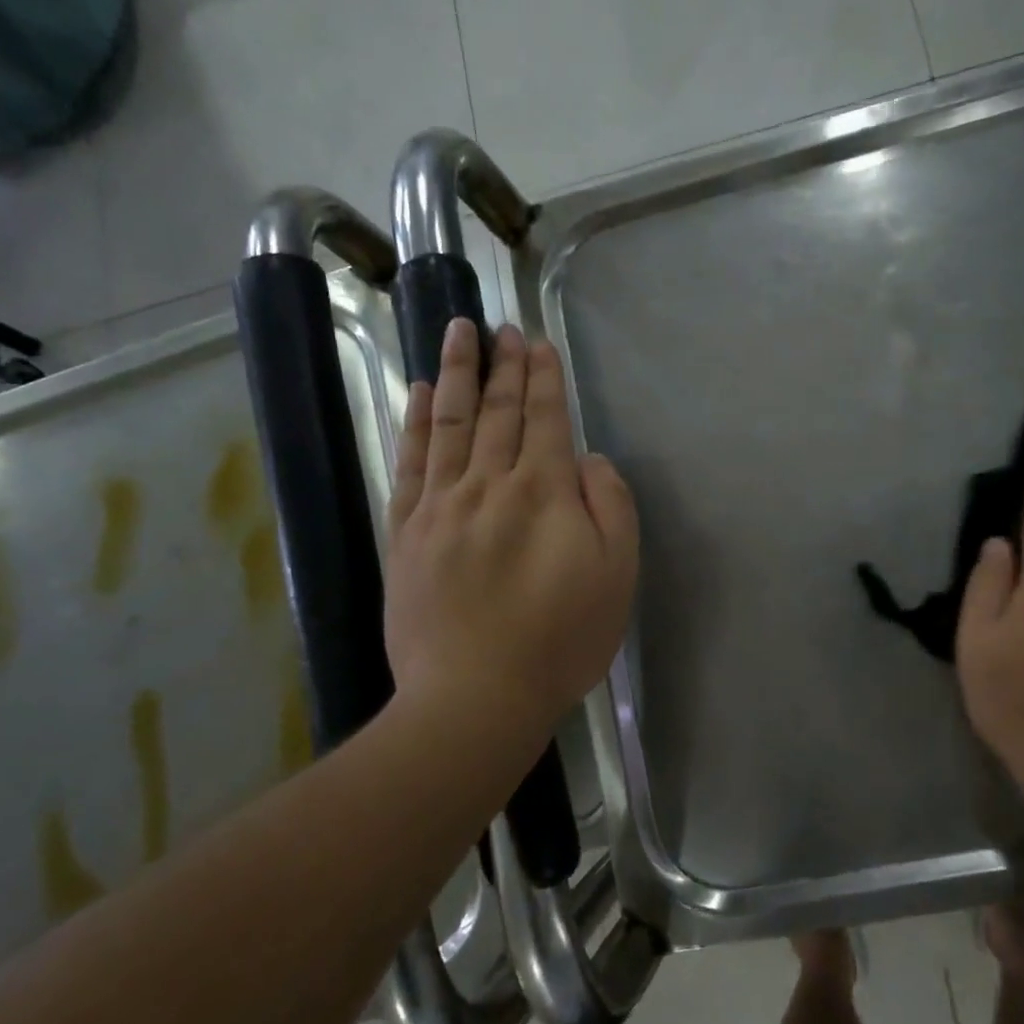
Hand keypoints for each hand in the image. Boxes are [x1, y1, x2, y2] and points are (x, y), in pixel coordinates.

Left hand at [384, 319, 637, 746]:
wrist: (475, 697)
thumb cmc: (560, 640)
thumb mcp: (617, 575)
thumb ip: (611, 507)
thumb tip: (589, 461)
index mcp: (544, 492)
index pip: (545, 419)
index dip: (543, 378)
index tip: (538, 342)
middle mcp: (489, 484)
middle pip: (497, 412)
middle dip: (503, 365)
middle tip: (502, 326)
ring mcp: (441, 506)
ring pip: (450, 423)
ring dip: (457, 373)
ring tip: (458, 332)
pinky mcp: (407, 533)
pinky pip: (411, 462)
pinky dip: (416, 422)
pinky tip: (419, 394)